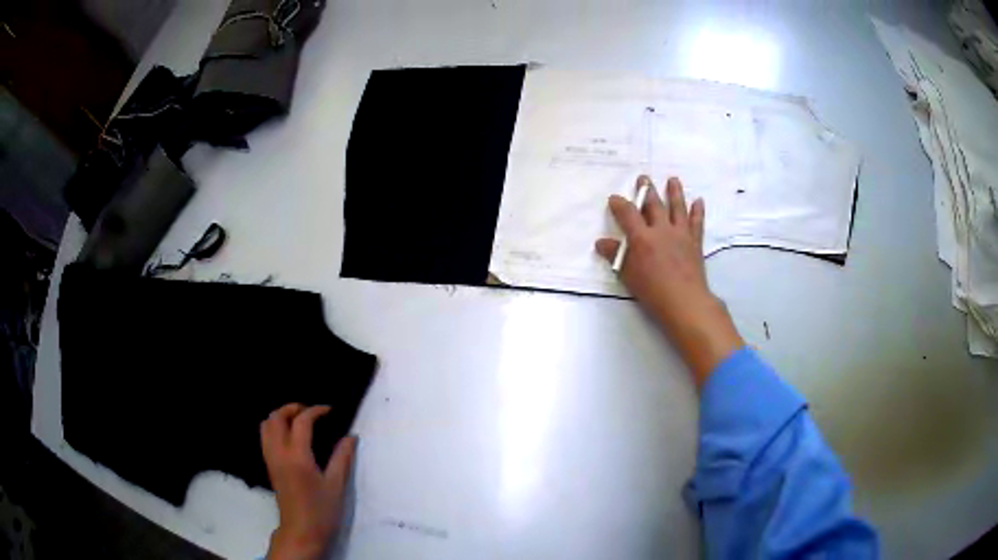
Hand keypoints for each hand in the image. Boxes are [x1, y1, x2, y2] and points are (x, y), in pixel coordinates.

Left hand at [261, 404, 356, 559]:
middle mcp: (279, 453)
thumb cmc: (322, 510)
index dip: (315, 411)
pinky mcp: (269, 466)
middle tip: (311, 412)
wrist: (301, 531)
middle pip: (276, 417)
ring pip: (266, 425)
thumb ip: (342, 458)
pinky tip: (290, 437)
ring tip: (299, 421)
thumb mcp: (337, 485)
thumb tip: (350, 437)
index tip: (330, 410)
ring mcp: (271, 459)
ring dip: (280, 417)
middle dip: (292, 408)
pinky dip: (275, 428)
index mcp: (297, 456)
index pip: (301, 422)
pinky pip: (265, 437)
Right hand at [596, 176, 743, 386]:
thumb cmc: (652, 291)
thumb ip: (616, 256)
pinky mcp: (695, 242)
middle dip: (647, 190)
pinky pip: (697, 223)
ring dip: (675, 192)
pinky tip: (699, 201)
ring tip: (673, 179)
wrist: (684, 301)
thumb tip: (601, 243)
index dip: (620, 204)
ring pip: (677, 207)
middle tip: (643, 177)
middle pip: (653, 204)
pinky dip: (697, 211)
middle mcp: (661, 230)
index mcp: (642, 237)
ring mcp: (680, 234)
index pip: (628, 214)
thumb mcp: (628, 275)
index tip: (615, 198)